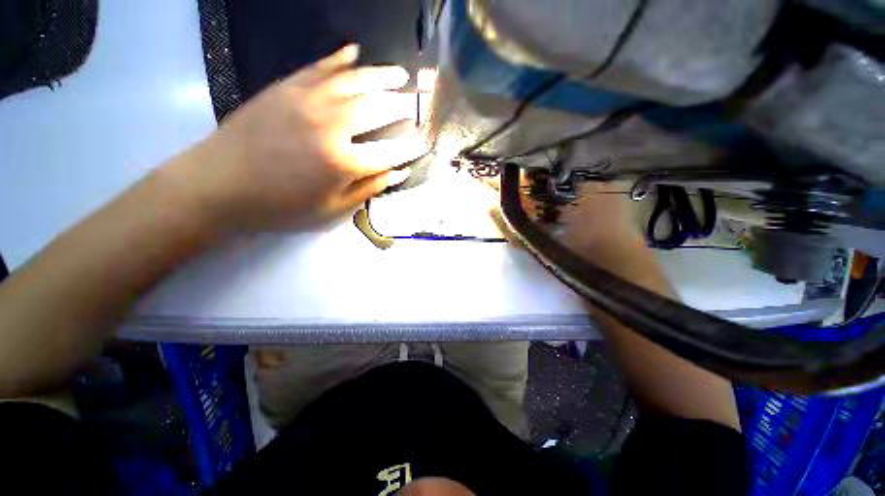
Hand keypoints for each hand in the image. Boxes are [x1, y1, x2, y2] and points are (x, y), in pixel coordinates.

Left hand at [163, 44, 426, 232]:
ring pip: (354, 81)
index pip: (390, 152)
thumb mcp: (332, 209)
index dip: (410, 148)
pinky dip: (339, 59)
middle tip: (417, 103)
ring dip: (381, 76)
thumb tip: (398, 173)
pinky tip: (354, 52)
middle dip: (402, 106)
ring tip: (400, 74)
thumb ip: (368, 189)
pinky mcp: (286, 87)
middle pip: (377, 109)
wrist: (220, 184)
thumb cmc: (281, 205)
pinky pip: (319, 68)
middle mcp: (331, 125)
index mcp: (343, 162)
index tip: (424, 142)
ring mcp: (307, 100)